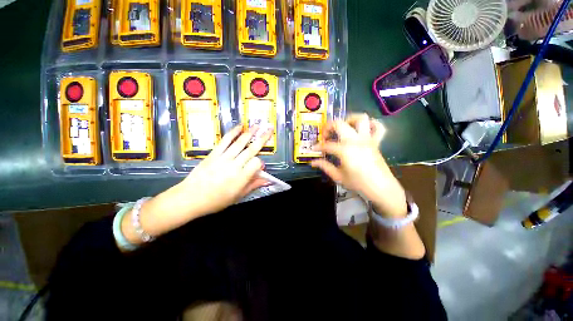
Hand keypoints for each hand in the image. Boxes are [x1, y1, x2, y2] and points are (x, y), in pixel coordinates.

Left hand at [121, 125, 272, 245]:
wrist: (190, 198)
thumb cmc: (216, 201)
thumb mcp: (238, 196)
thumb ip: (253, 185)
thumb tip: (267, 181)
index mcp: (241, 178)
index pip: (257, 163)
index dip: (260, 163)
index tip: (259, 167)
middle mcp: (234, 166)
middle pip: (251, 149)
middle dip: (262, 138)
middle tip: (269, 129)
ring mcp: (223, 158)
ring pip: (240, 143)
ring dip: (250, 133)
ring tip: (257, 125)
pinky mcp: (214, 154)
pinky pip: (225, 141)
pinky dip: (233, 133)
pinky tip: (239, 126)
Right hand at [311, 114, 406, 217]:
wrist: (380, 188)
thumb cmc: (358, 183)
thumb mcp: (338, 176)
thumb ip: (325, 166)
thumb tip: (313, 162)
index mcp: (345, 150)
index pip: (327, 145)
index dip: (318, 147)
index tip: (314, 149)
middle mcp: (355, 140)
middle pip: (339, 124)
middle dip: (328, 127)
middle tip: (325, 135)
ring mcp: (368, 139)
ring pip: (361, 119)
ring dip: (349, 119)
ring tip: (343, 127)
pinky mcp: (376, 142)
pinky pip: (379, 127)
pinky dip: (372, 124)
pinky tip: (364, 129)